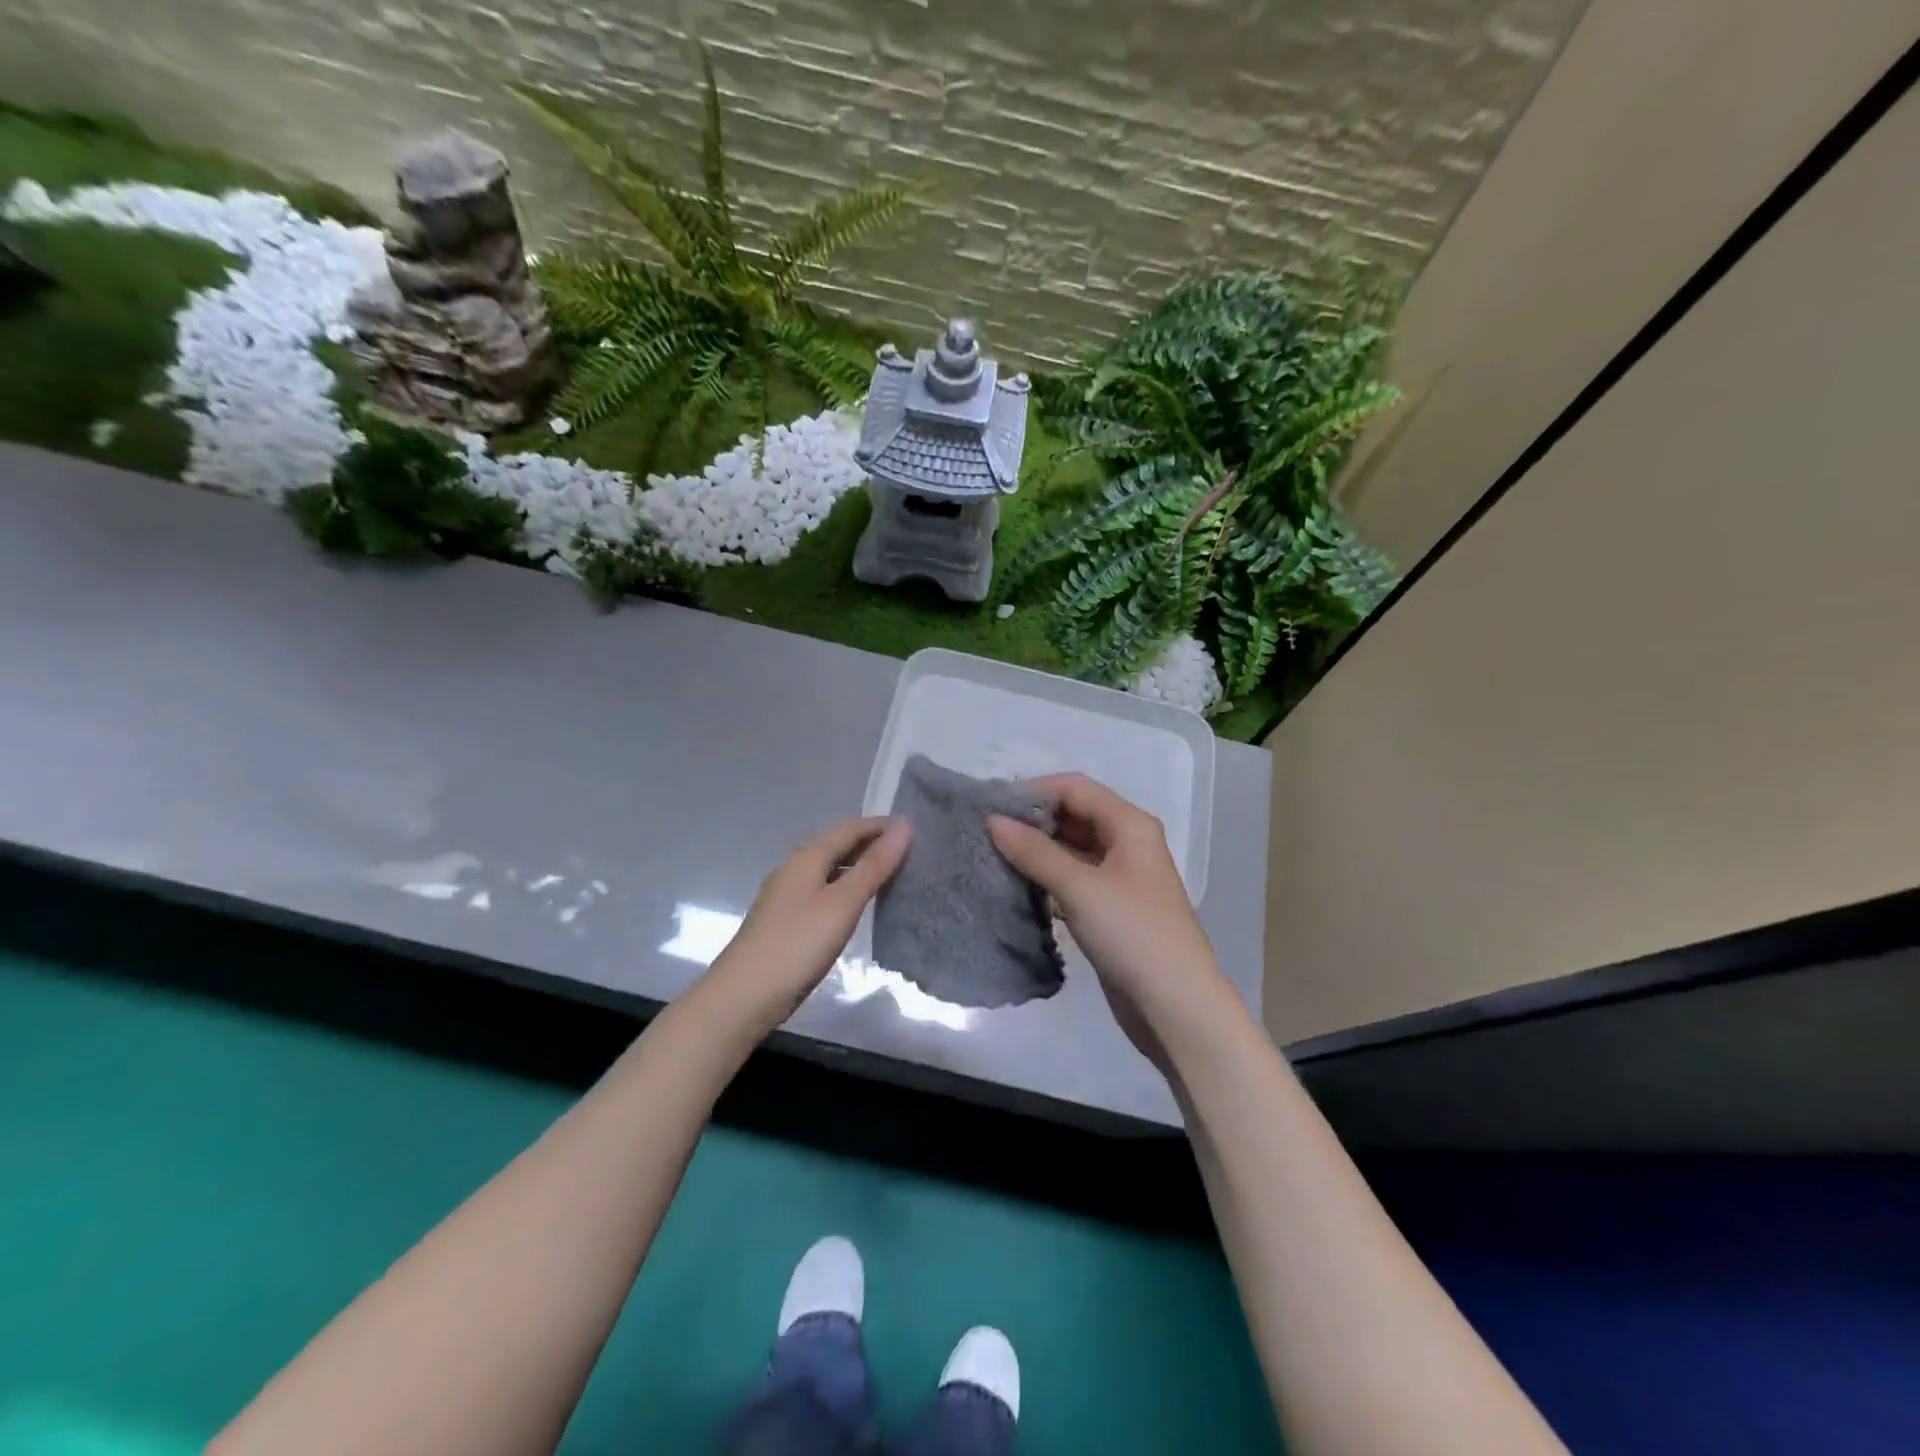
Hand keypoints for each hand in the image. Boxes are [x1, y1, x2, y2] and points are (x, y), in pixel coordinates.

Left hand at [705, 817, 911, 1033]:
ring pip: (828, 869)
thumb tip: (904, 827)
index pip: (848, 828)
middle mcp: (793, 869)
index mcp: (807, 858)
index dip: (880, 826)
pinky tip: (855, 906)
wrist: (743, 997)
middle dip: (869, 843)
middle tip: (907, 853)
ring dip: (857, 866)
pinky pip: (821, 890)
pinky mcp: (784, 921)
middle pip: (836, 845)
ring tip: (889, 876)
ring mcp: (785, 896)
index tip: (913, 830)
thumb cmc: (797, 944)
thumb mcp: (842, 903)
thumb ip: (874, 866)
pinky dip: (844, 888)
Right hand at [989, 774, 1244, 1072]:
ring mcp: (1120, 877)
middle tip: (986, 832)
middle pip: (1074, 814)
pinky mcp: (1111, 907)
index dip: (1034, 791)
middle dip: (1033, 820)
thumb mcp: (1080, 887)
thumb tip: (993, 820)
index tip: (990, 806)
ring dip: (1037, 849)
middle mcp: (1127, 842)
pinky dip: (1048, 875)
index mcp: (1129, 824)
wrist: (1176, 1005)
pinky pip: (1074, 877)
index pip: (1075, 788)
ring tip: (993, 855)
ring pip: (1072, 847)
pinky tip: (1018, 884)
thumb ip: (1035, 852)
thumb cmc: (1132, 934)